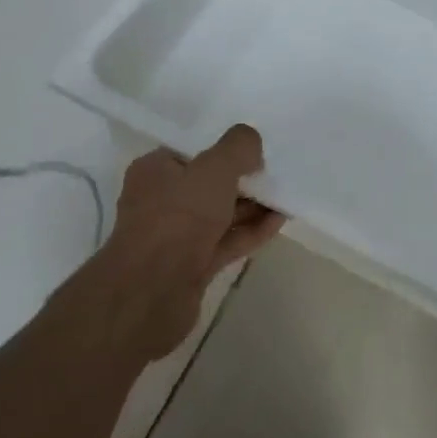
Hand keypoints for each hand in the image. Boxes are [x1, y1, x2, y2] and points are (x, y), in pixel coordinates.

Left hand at [93, 125, 283, 361]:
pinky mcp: (191, 266)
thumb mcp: (214, 168)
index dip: (223, 148)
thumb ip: (238, 147)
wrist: (151, 294)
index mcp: (155, 170)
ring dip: (250, 206)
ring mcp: (176, 236)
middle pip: (208, 183)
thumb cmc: (178, 218)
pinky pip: (226, 241)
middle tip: (274, 171)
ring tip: (284, 195)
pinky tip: (278, 221)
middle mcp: (160, 200)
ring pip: (219, 214)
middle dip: (241, 179)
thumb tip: (251, 143)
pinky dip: (250, 231)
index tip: (253, 148)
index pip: (191, 150)